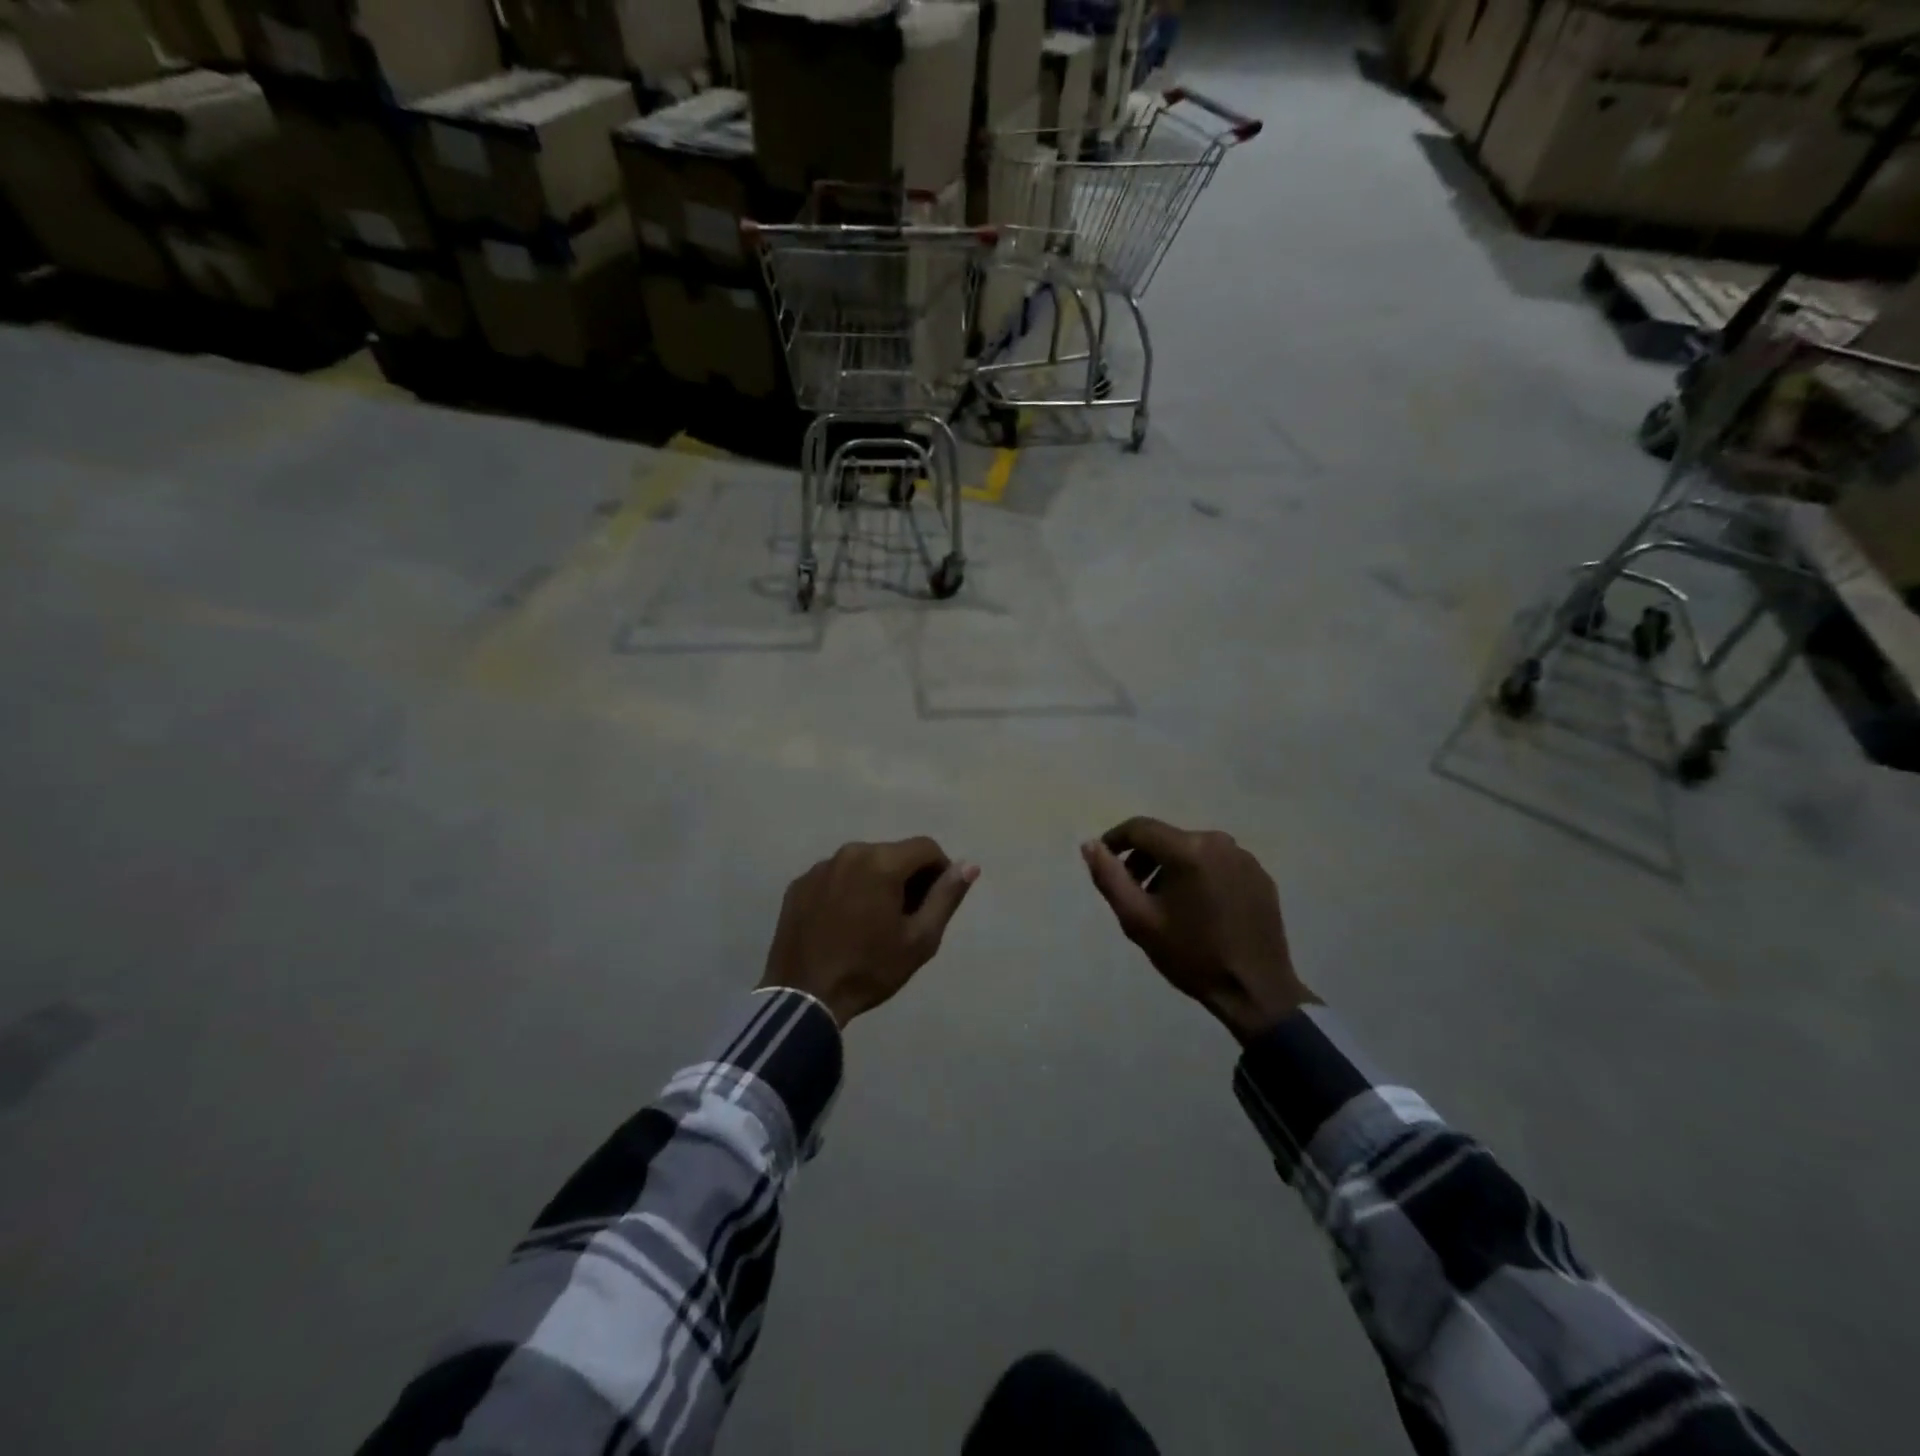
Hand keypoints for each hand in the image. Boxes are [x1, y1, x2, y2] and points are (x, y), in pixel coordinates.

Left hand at [761, 838, 978, 1025]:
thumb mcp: (920, 939)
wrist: (803, 997)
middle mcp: (850, 852)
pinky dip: (848, 890)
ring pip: (863, 864)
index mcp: (882, 862)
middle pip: (893, 854)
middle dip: (908, 878)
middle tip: (907, 918)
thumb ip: (946, 897)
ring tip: (873, 923)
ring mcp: (820, 867)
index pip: (926, 848)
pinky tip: (844, 924)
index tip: (935, 903)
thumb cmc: (869, 969)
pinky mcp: (799, 884)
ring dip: (876, 882)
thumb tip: (969, 865)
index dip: (940, 871)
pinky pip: (835, 877)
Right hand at [1081, 817, 1314, 1043]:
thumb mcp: (1138, 919)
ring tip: (1165, 904)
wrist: (1255, 990)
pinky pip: (1218, 864)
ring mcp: (1244, 858)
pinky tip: (1199, 909)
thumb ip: (1110, 877)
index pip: (1140, 828)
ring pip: (1193, 850)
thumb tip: (1090, 845)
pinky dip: (1200, 876)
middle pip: (1168, 839)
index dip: (1115, 840)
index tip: (1104, 860)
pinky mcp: (1260, 876)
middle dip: (1144, 859)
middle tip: (1134, 892)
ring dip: (1172, 868)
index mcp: (1188, 849)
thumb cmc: (1192, 955)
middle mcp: (1219, 842)